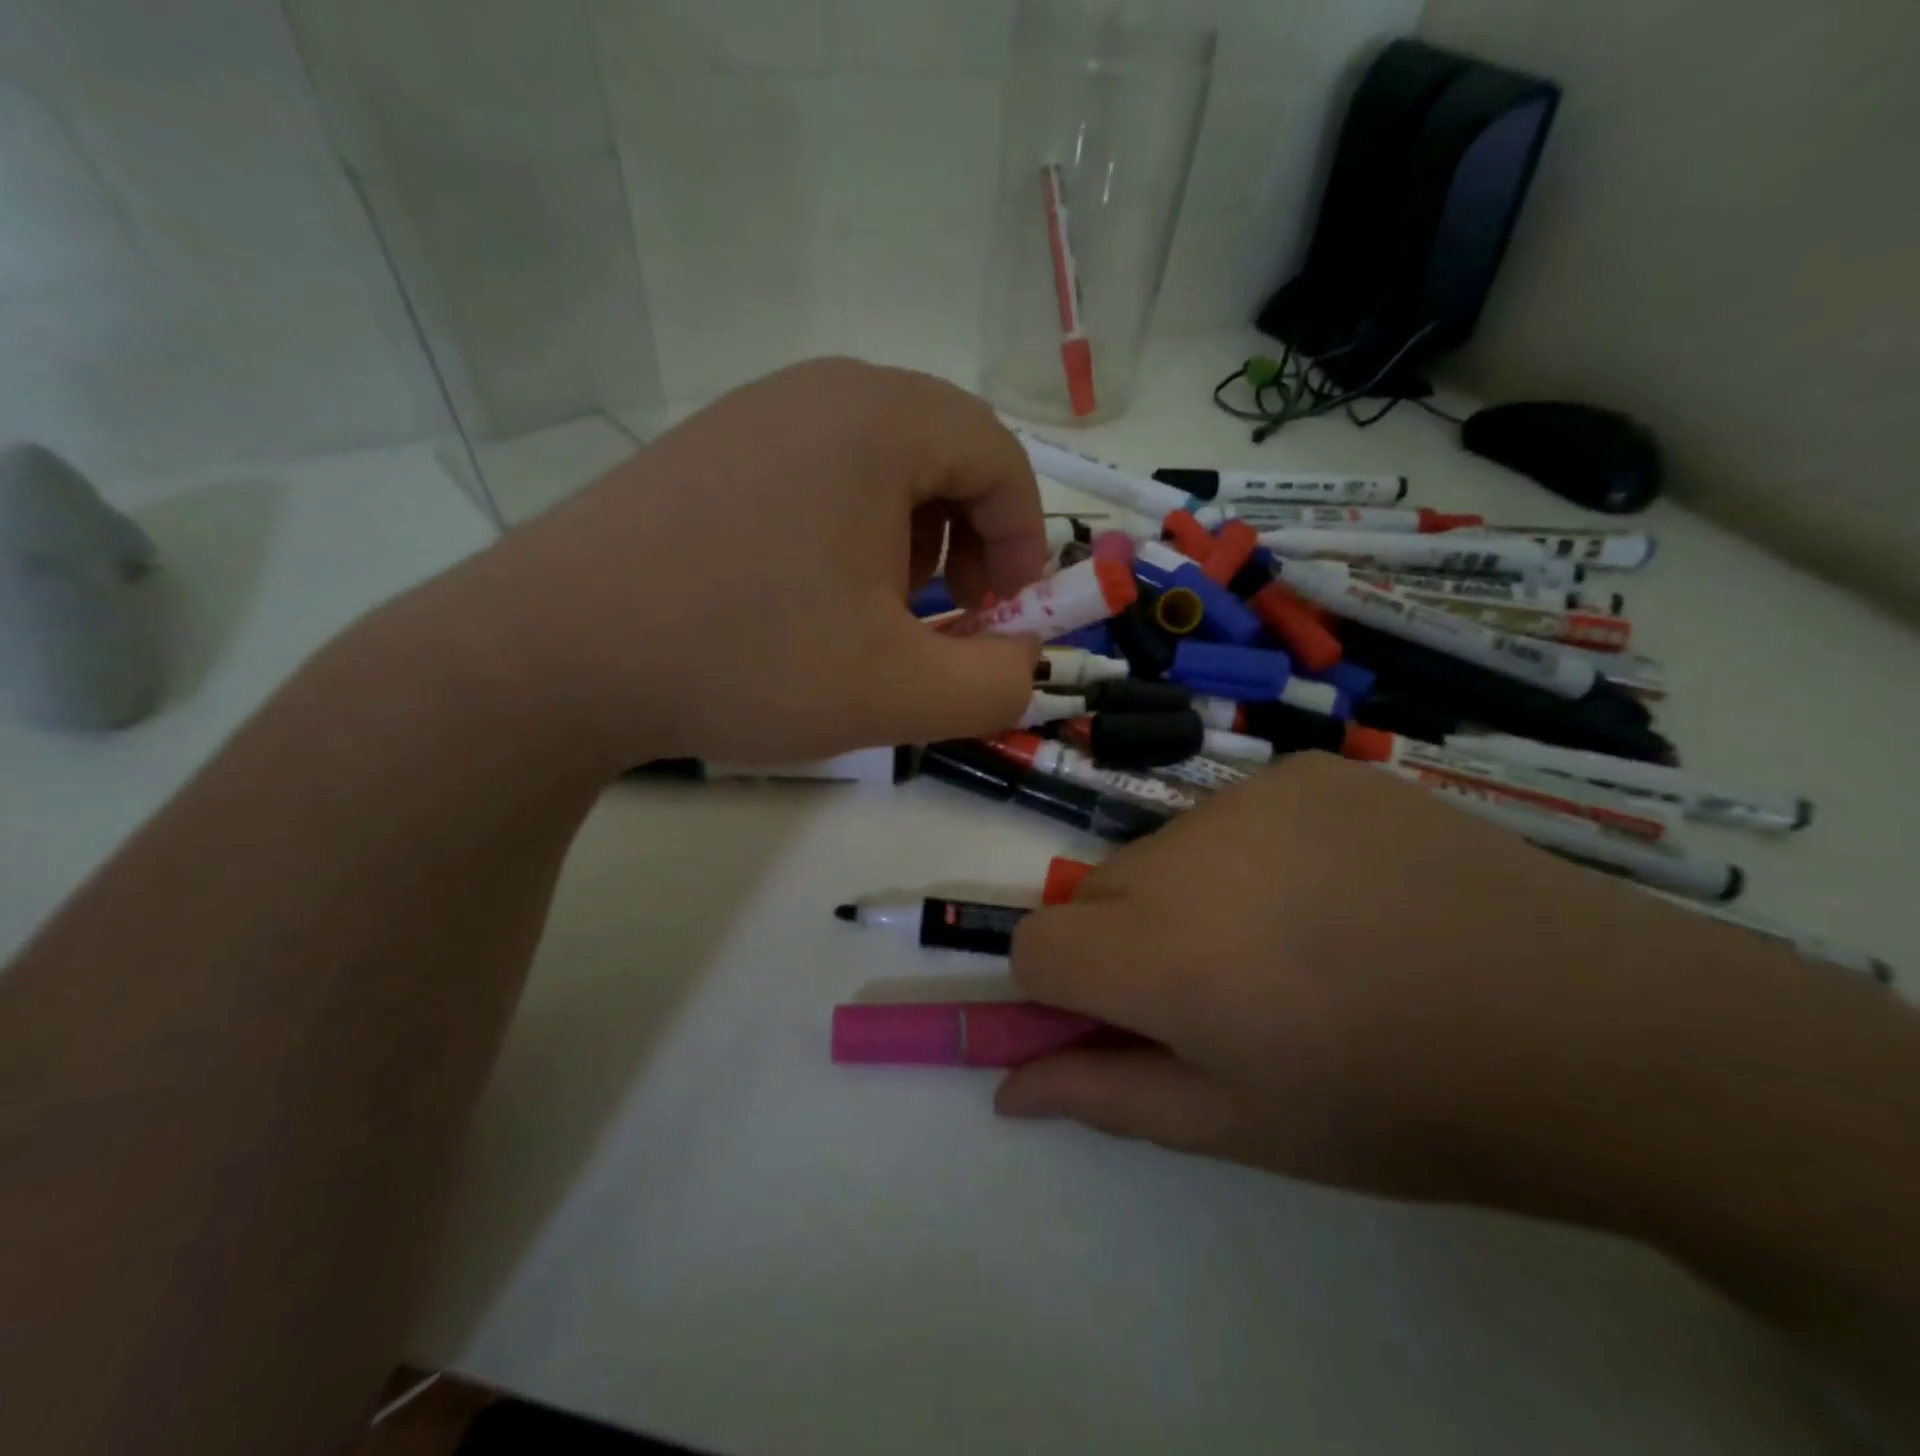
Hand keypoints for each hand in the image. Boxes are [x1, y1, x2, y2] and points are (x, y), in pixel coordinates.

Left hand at [423, 359, 1048, 769]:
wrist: (552, 656)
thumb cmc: (745, 660)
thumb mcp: (898, 693)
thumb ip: (995, 685)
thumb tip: (1025, 666)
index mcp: (879, 423)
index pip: (999, 456)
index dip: (1022, 541)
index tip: (1002, 617)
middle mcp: (819, 393)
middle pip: (942, 452)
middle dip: (967, 540)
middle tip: (942, 615)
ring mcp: (752, 415)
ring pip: (878, 465)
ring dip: (907, 539)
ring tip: (871, 614)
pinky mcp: (706, 452)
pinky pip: (815, 475)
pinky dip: (844, 533)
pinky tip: (804, 599)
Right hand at [1000, 752, 1735, 1205]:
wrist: (1591, 1024)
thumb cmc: (1400, 1104)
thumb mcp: (1241, 1125)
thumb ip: (1107, 1096)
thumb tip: (1008, 1087)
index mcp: (1160, 955)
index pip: (1035, 944)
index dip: (1063, 989)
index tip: (1124, 1019)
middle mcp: (1185, 855)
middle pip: (1096, 892)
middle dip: (1128, 943)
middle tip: (1226, 991)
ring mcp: (1250, 796)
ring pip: (1165, 851)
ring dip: (1191, 895)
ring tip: (1296, 940)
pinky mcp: (1307, 770)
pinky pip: (1236, 812)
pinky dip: (1255, 853)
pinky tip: (1340, 890)